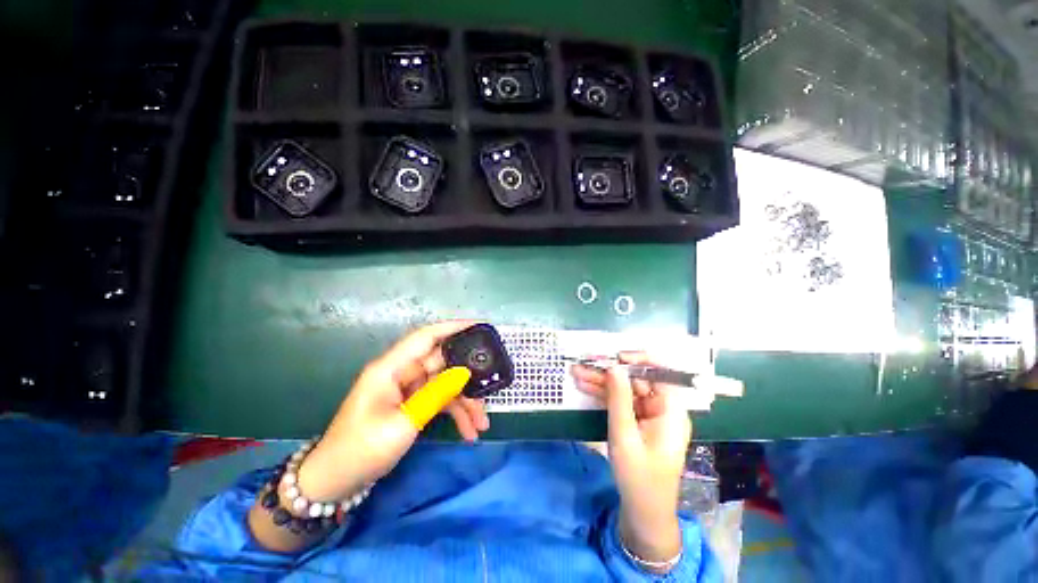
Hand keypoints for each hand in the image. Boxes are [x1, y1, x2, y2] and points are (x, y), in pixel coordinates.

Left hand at [298, 321, 489, 501]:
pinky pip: (440, 401)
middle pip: (443, 363)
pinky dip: (455, 414)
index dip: (453, 327)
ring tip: (482, 423)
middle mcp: (402, 373)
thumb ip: (436, 395)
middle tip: (491, 386)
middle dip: (468, 377)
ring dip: (465, 402)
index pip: (426, 336)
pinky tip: (469, 432)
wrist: (335, 482)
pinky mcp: (412, 404)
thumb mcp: (403, 423)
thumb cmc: (361, 450)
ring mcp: (408, 389)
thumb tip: (464, 374)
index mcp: (392, 368)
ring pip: (446, 385)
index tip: (479, 326)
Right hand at [572, 352, 690, 566]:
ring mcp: (649, 415)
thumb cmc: (638, 477)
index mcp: (671, 411)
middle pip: (637, 380)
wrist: (643, 513)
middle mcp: (662, 409)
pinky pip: (621, 402)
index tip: (615, 357)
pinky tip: (585, 386)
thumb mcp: (625, 436)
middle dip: (610, 372)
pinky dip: (604, 395)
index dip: (640, 360)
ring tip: (577, 373)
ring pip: (625, 390)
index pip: (662, 373)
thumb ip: (619, 399)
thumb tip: (614, 367)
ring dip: (602, 382)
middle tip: (584, 363)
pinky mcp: (638, 422)